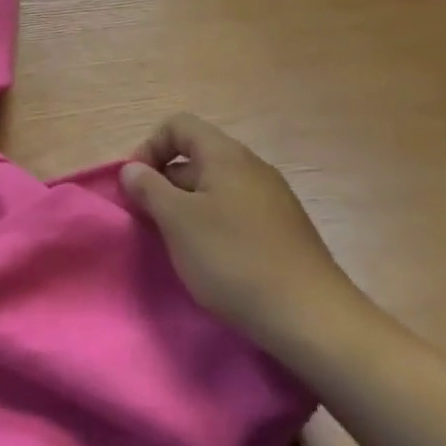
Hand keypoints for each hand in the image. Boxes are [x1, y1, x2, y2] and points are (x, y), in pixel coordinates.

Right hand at [122, 113, 368, 350]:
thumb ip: (149, 188)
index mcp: (226, 155)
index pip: (178, 125)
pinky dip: (215, 227)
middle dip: (166, 182)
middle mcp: (252, 167)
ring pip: (216, 188)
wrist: (313, 319)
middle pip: (196, 156)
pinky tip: (214, 262)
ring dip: (188, 208)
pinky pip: (237, 213)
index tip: (137, 187)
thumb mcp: (178, 222)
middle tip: (150, 221)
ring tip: (179, 245)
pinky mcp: (285, 232)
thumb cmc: (235, 260)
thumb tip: (132, 169)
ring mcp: (273, 200)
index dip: (149, 148)